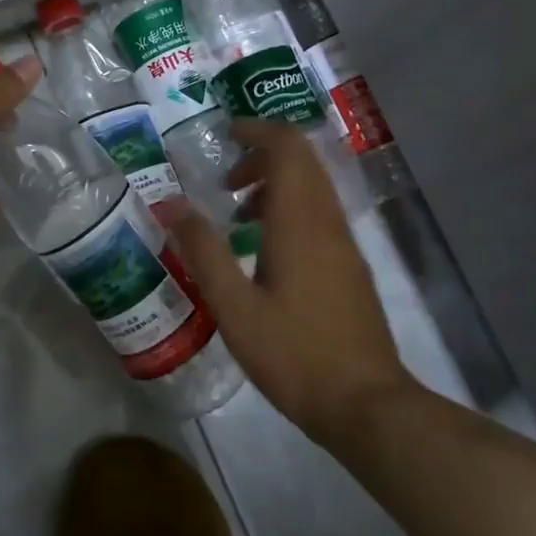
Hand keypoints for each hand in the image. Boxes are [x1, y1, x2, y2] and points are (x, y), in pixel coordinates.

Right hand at [169, 120, 419, 447]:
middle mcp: (326, 220)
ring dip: (275, 184)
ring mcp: (344, 243)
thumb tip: (169, 204)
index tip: (224, 135)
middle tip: (224, 181)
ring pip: (312, 187)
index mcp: (299, 221)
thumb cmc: (294, 354)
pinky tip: (264, 251)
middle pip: (302, 160)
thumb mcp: (234, 306)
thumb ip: (202, 250)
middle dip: (262, 156)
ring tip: (237, 216)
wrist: (366, 405)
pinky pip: (319, 214)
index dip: (256, 130)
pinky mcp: (350, 266)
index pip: (287, 146)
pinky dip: (289, 209)